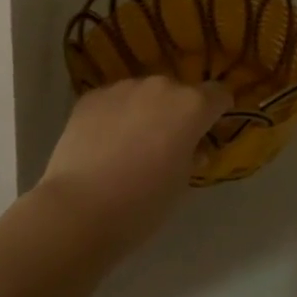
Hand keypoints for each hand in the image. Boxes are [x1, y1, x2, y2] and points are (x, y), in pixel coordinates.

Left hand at [32, 77, 231, 258]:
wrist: (79, 209)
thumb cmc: (142, 204)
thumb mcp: (181, 184)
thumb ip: (192, 157)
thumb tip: (192, 148)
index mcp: (191, 106)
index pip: (218, 94)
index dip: (217, 112)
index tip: (209, 130)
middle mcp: (160, 87)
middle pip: (178, 93)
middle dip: (177, 113)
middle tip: (165, 145)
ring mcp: (123, 88)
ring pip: (144, 95)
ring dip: (144, 112)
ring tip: (129, 146)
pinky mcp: (92, 96)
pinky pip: (114, 101)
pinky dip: (114, 116)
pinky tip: (102, 145)